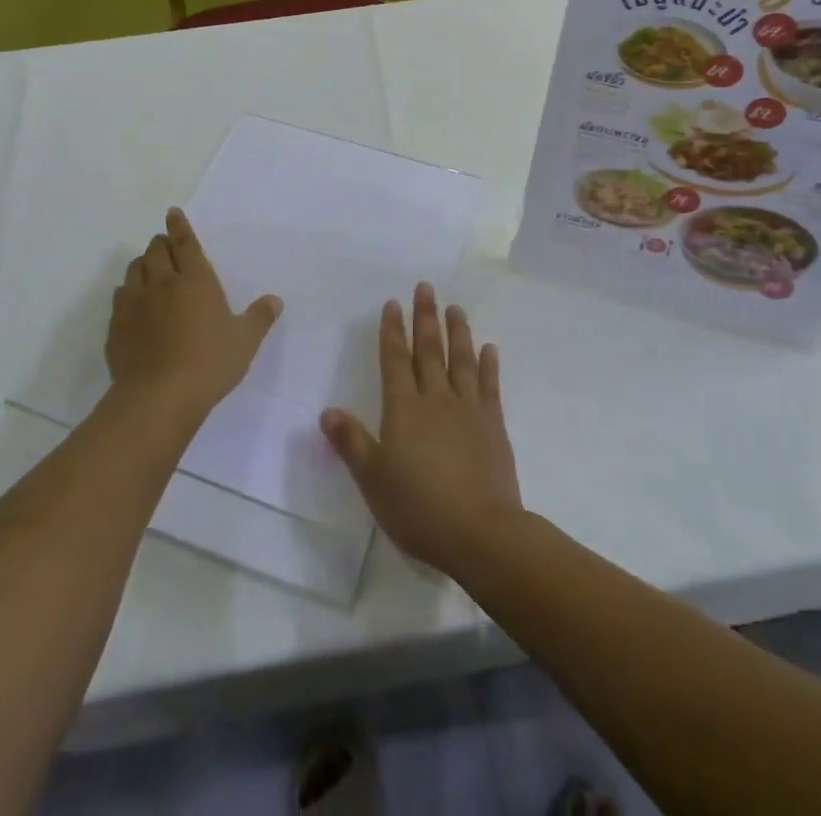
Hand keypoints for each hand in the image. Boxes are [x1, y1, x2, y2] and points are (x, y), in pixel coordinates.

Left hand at [107, 208, 282, 422]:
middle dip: (160, 243)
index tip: (173, 213)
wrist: (158, 397)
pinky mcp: (117, 327)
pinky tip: (132, 302)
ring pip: (134, 271)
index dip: (179, 226)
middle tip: (165, 243)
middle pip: (155, 252)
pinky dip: (127, 292)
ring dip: (142, 264)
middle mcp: (162, 284)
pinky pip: (120, 298)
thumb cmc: (209, 363)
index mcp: (195, 280)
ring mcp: (135, 305)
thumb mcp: (245, 341)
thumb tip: (275, 300)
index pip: (185, 244)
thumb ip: (259, 318)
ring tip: (148, 268)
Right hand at [320, 283, 522, 580]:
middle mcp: (436, 400)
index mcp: (404, 410)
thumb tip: (327, 411)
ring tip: (455, 307)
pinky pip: (489, 386)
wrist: (480, 532)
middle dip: (425, 318)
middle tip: (426, 288)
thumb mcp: (373, 480)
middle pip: (428, 351)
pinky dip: (488, 365)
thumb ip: (351, 442)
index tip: (393, 304)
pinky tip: (489, 348)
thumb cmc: (418, 508)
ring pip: (461, 360)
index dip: (392, 332)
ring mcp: (468, 410)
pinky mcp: (493, 425)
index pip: (395, 361)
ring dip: (457, 332)